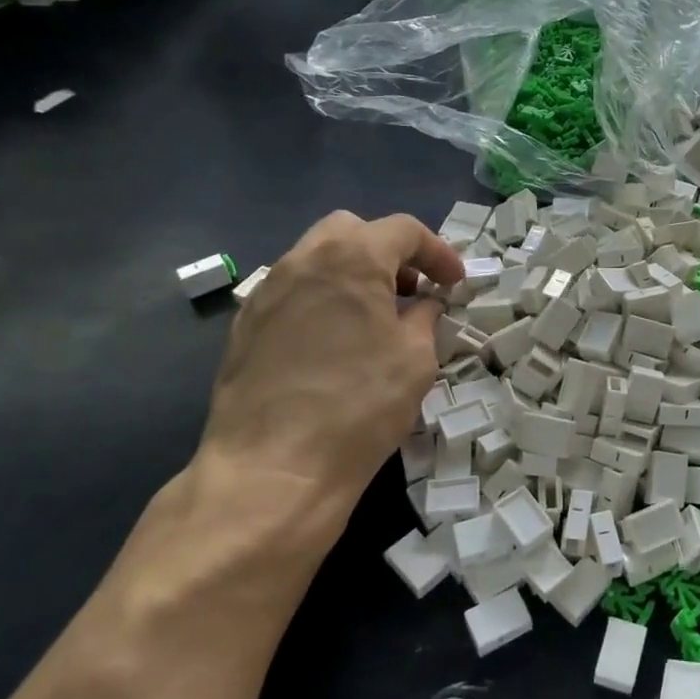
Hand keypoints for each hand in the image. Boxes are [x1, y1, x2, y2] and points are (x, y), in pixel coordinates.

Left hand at [195, 212, 461, 542]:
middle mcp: (302, 260)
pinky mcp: (245, 325)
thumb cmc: (360, 406)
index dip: (437, 252)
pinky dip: (323, 298)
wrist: (273, 468)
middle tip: (413, 289)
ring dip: (353, 273)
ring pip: (317, 258)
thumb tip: (424, 305)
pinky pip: (293, 291)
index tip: (454, 284)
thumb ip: (424, 317)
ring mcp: (267, 291)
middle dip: (389, 251)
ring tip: (376, 315)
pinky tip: (336, 340)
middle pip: (352, 231)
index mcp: (351, 258)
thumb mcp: (415, 358)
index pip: (403, 230)